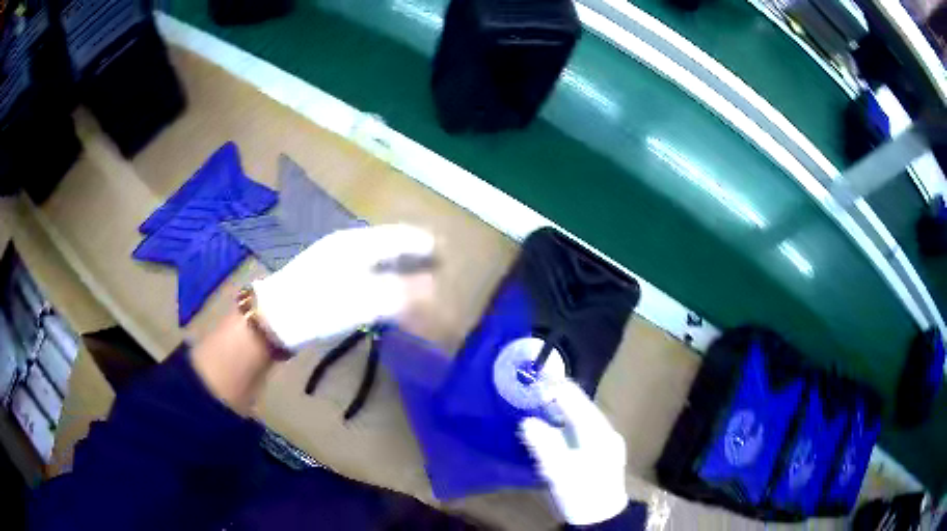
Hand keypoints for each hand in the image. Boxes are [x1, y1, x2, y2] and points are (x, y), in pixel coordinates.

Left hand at [252, 224, 434, 347]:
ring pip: (375, 254)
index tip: (443, 251)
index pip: (398, 237)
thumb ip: (400, 292)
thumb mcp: (363, 301)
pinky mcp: (326, 275)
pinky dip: (381, 273)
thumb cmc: (319, 305)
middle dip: (411, 251)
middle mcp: (347, 245)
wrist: (274, 318)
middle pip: (387, 242)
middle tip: (433, 262)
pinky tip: (383, 285)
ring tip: (415, 273)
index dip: (422, 244)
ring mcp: (334, 258)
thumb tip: (432, 287)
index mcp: (357, 244)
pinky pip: (364, 267)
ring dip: (396, 262)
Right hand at [520, 380, 628, 525]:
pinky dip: (563, 424)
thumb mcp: (560, 472)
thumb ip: (545, 445)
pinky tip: (551, 427)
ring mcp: (603, 442)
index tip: (536, 377)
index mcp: (597, 433)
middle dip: (556, 397)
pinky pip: (578, 429)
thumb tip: (527, 421)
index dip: (556, 388)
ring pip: (579, 418)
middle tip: (532, 390)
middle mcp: (603, 431)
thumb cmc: (582, 495)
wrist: (601, 518)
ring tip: (537, 404)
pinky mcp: (598, 452)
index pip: (576, 401)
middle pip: (578, 407)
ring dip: (559, 410)